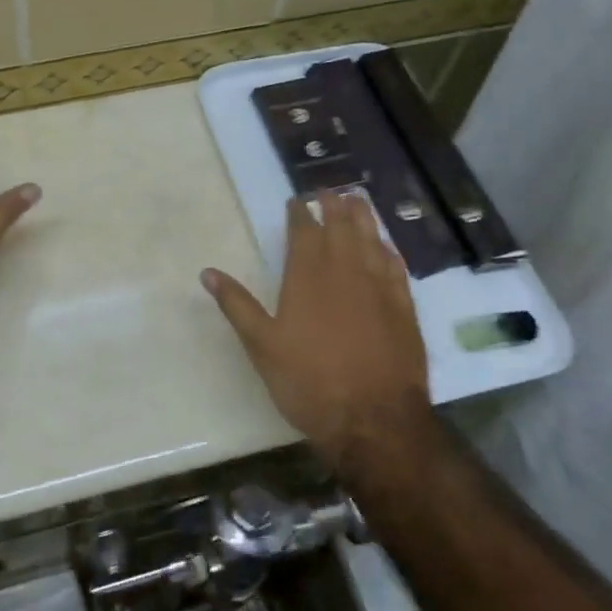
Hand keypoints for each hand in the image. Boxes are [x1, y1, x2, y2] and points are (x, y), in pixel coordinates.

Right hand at [202, 190, 428, 466]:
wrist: (374, 419)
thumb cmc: (309, 382)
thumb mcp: (262, 346)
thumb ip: (237, 305)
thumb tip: (207, 272)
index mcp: (307, 276)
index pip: (304, 232)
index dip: (299, 213)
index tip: (296, 201)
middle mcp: (345, 271)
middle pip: (341, 226)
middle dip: (333, 205)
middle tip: (328, 191)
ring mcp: (379, 287)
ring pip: (371, 239)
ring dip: (363, 217)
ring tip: (357, 200)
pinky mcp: (404, 307)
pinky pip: (396, 266)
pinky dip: (388, 249)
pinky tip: (385, 245)